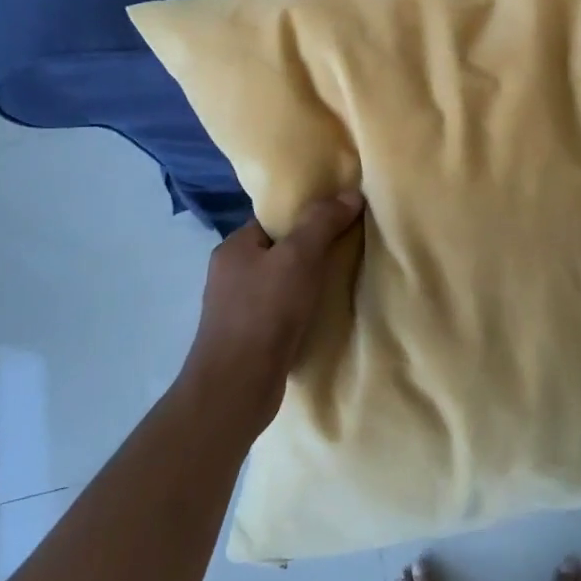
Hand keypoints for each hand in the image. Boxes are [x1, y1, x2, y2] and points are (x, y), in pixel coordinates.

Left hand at [177, 191, 364, 436]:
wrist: (236, 387)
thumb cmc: (265, 313)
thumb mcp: (299, 258)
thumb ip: (322, 223)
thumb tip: (350, 193)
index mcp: (234, 248)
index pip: (273, 220)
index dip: (306, 216)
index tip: (339, 218)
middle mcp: (230, 274)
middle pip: (279, 251)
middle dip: (311, 251)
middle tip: (348, 248)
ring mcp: (236, 309)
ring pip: (281, 284)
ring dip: (307, 284)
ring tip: (343, 280)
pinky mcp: (247, 339)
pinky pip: (280, 312)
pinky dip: (301, 311)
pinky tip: (324, 315)